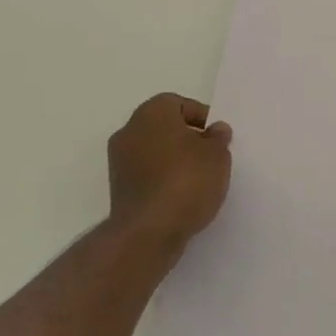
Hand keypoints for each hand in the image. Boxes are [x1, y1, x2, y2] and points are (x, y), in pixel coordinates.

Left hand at [106, 93, 232, 255]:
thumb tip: (215, 130)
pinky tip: (181, 194)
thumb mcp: (217, 155)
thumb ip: (218, 138)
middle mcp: (129, 130)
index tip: (217, 137)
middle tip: (210, 155)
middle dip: (186, 137)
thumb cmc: (187, 180)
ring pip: (153, 150)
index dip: (201, 117)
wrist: (149, 231)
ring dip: (173, 159)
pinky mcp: (117, 188)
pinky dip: (162, 178)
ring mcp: (119, 161)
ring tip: (198, 178)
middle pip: (164, 126)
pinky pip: (146, 173)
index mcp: (152, 112)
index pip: (179, 104)